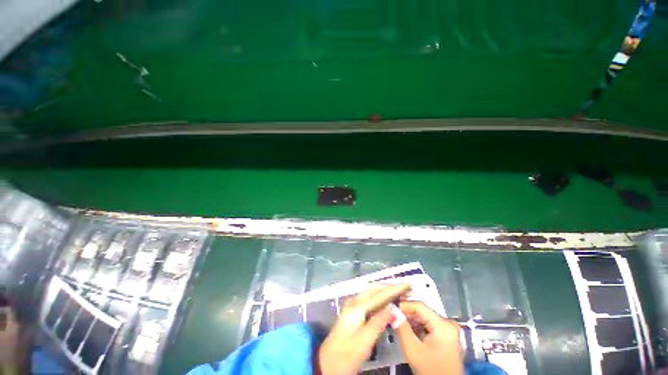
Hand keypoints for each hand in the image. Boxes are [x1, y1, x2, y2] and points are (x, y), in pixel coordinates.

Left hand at [317, 284, 410, 374]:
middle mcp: (354, 302)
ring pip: (371, 293)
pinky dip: (379, 298)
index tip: (407, 284)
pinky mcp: (353, 313)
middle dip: (389, 287)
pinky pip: (368, 300)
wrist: (327, 364)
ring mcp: (352, 307)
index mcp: (357, 307)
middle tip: (405, 288)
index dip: (394, 289)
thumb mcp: (364, 341)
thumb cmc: (346, 355)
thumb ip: (378, 322)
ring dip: (384, 291)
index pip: (379, 295)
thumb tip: (393, 307)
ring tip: (398, 292)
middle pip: (374, 290)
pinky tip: (385, 302)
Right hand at [395, 301, 463, 374]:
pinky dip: (419, 328)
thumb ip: (401, 327)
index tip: (390, 308)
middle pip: (423, 312)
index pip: (419, 306)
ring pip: (425, 319)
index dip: (403, 305)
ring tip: (399, 325)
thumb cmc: (430, 371)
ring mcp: (450, 331)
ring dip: (412, 321)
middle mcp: (449, 324)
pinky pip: (430, 326)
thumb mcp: (412, 350)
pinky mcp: (448, 338)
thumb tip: (391, 309)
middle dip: (407, 314)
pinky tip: (410, 333)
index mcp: (443, 324)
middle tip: (392, 317)